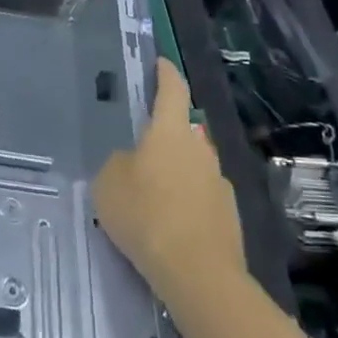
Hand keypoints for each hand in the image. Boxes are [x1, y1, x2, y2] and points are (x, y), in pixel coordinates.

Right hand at [93, 59, 243, 307]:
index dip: (165, 73)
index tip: (161, 62)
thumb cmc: (146, 215)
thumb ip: (119, 164)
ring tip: (151, 197)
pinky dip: (186, 204)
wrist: (198, 274)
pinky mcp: (229, 216)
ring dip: (176, 173)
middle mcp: (201, 149)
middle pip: (183, 131)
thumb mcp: (108, 183)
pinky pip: (201, 198)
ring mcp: (219, 182)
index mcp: (171, 132)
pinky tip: (169, 227)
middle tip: (141, 150)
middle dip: (165, 136)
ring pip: (193, 166)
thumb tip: (133, 163)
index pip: (172, 90)